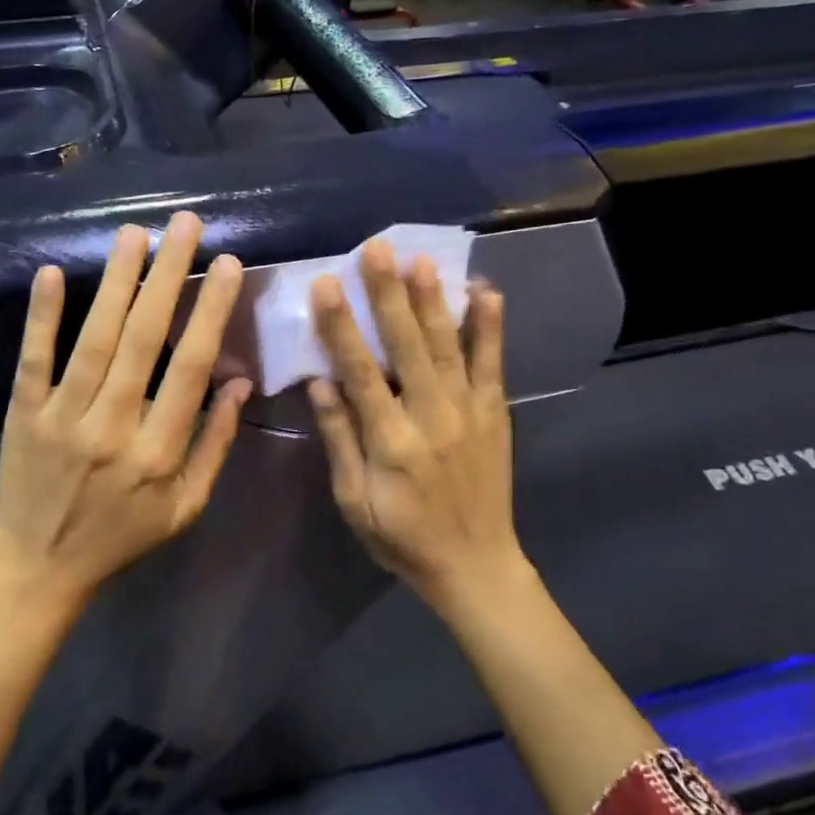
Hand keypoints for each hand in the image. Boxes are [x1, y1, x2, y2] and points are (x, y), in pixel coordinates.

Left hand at [0, 212, 253, 614]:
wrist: (39, 568)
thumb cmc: (121, 538)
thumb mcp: (186, 508)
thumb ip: (215, 445)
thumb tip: (242, 383)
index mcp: (158, 452)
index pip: (191, 368)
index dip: (212, 312)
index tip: (228, 265)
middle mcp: (112, 427)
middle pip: (145, 339)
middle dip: (168, 276)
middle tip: (185, 224)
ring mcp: (63, 417)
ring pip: (95, 339)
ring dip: (117, 282)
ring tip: (135, 233)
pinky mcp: (24, 413)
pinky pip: (34, 359)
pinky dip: (42, 316)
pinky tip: (53, 271)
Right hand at [306, 240, 519, 609]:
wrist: (476, 566)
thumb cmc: (402, 537)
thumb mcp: (355, 501)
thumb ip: (339, 439)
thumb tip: (320, 382)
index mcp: (392, 441)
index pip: (361, 372)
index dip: (341, 326)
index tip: (326, 284)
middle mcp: (433, 416)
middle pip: (408, 346)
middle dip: (390, 294)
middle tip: (377, 249)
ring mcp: (469, 412)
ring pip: (450, 346)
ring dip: (434, 300)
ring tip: (421, 259)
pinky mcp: (494, 413)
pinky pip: (492, 363)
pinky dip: (489, 327)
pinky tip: (484, 291)